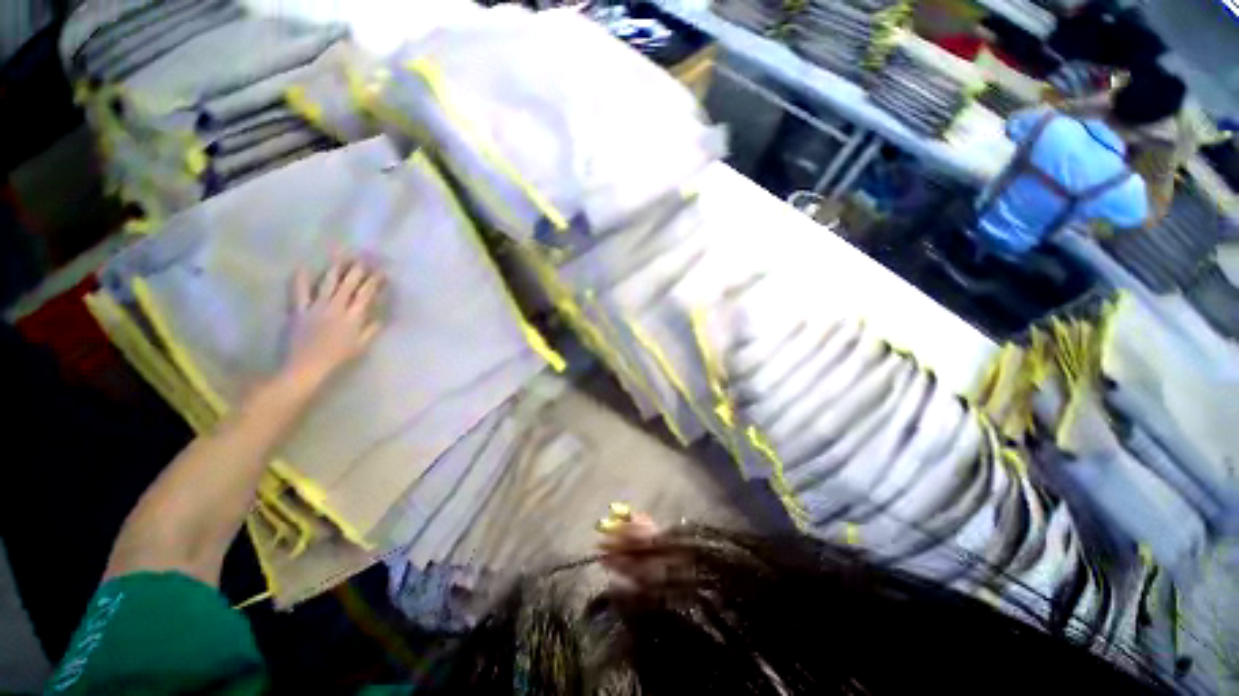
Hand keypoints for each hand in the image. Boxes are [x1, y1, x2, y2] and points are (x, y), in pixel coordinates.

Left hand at [284, 256, 384, 387]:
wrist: (306, 367)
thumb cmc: (337, 359)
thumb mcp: (360, 347)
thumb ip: (371, 330)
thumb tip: (381, 317)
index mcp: (353, 317)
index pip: (366, 294)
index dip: (375, 281)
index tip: (382, 272)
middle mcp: (336, 307)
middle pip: (349, 284)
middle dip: (358, 269)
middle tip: (364, 257)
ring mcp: (316, 307)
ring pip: (328, 283)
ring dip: (335, 269)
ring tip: (341, 256)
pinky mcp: (299, 310)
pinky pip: (299, 291)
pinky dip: (302, 279)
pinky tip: (305, 267)